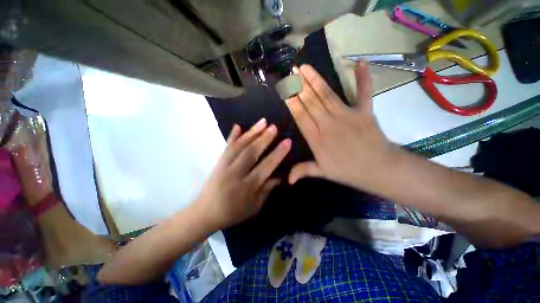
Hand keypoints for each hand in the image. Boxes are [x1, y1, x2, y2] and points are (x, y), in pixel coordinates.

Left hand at [193, 119, 290, 229]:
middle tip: (274, 127)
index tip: (287, 142)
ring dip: (251, 133)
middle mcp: (236, 173)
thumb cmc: (233, 212)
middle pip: (251, 153)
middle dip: (264, 139)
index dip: (278, 154)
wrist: (204, 213)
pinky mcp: (218, 163)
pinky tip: (237, 126)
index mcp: (247, 186)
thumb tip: (279, 177)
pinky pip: (226, 147)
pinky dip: (232, 136)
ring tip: (262, 122)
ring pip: (239, 146)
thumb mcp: (254, 206)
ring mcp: (224, 166)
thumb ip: (267, 190)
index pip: (266, 167)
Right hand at [285, 63, 398, 190]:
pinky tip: (359, 63)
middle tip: (292, 71)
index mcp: (317, 138)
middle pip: (312, 102)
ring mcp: (347, 116)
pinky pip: (363, 93)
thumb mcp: (322, 173)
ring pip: (327, 95)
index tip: (285, 90)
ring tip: (305, 68)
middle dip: (300, 86)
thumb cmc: (348, 172)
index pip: (301, 116)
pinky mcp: (364, 112)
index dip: (292, 102)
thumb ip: (303, 171)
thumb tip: (287, 180)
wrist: (379, 170)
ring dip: (316, 80)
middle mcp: (328, 124)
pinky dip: (363, 78)